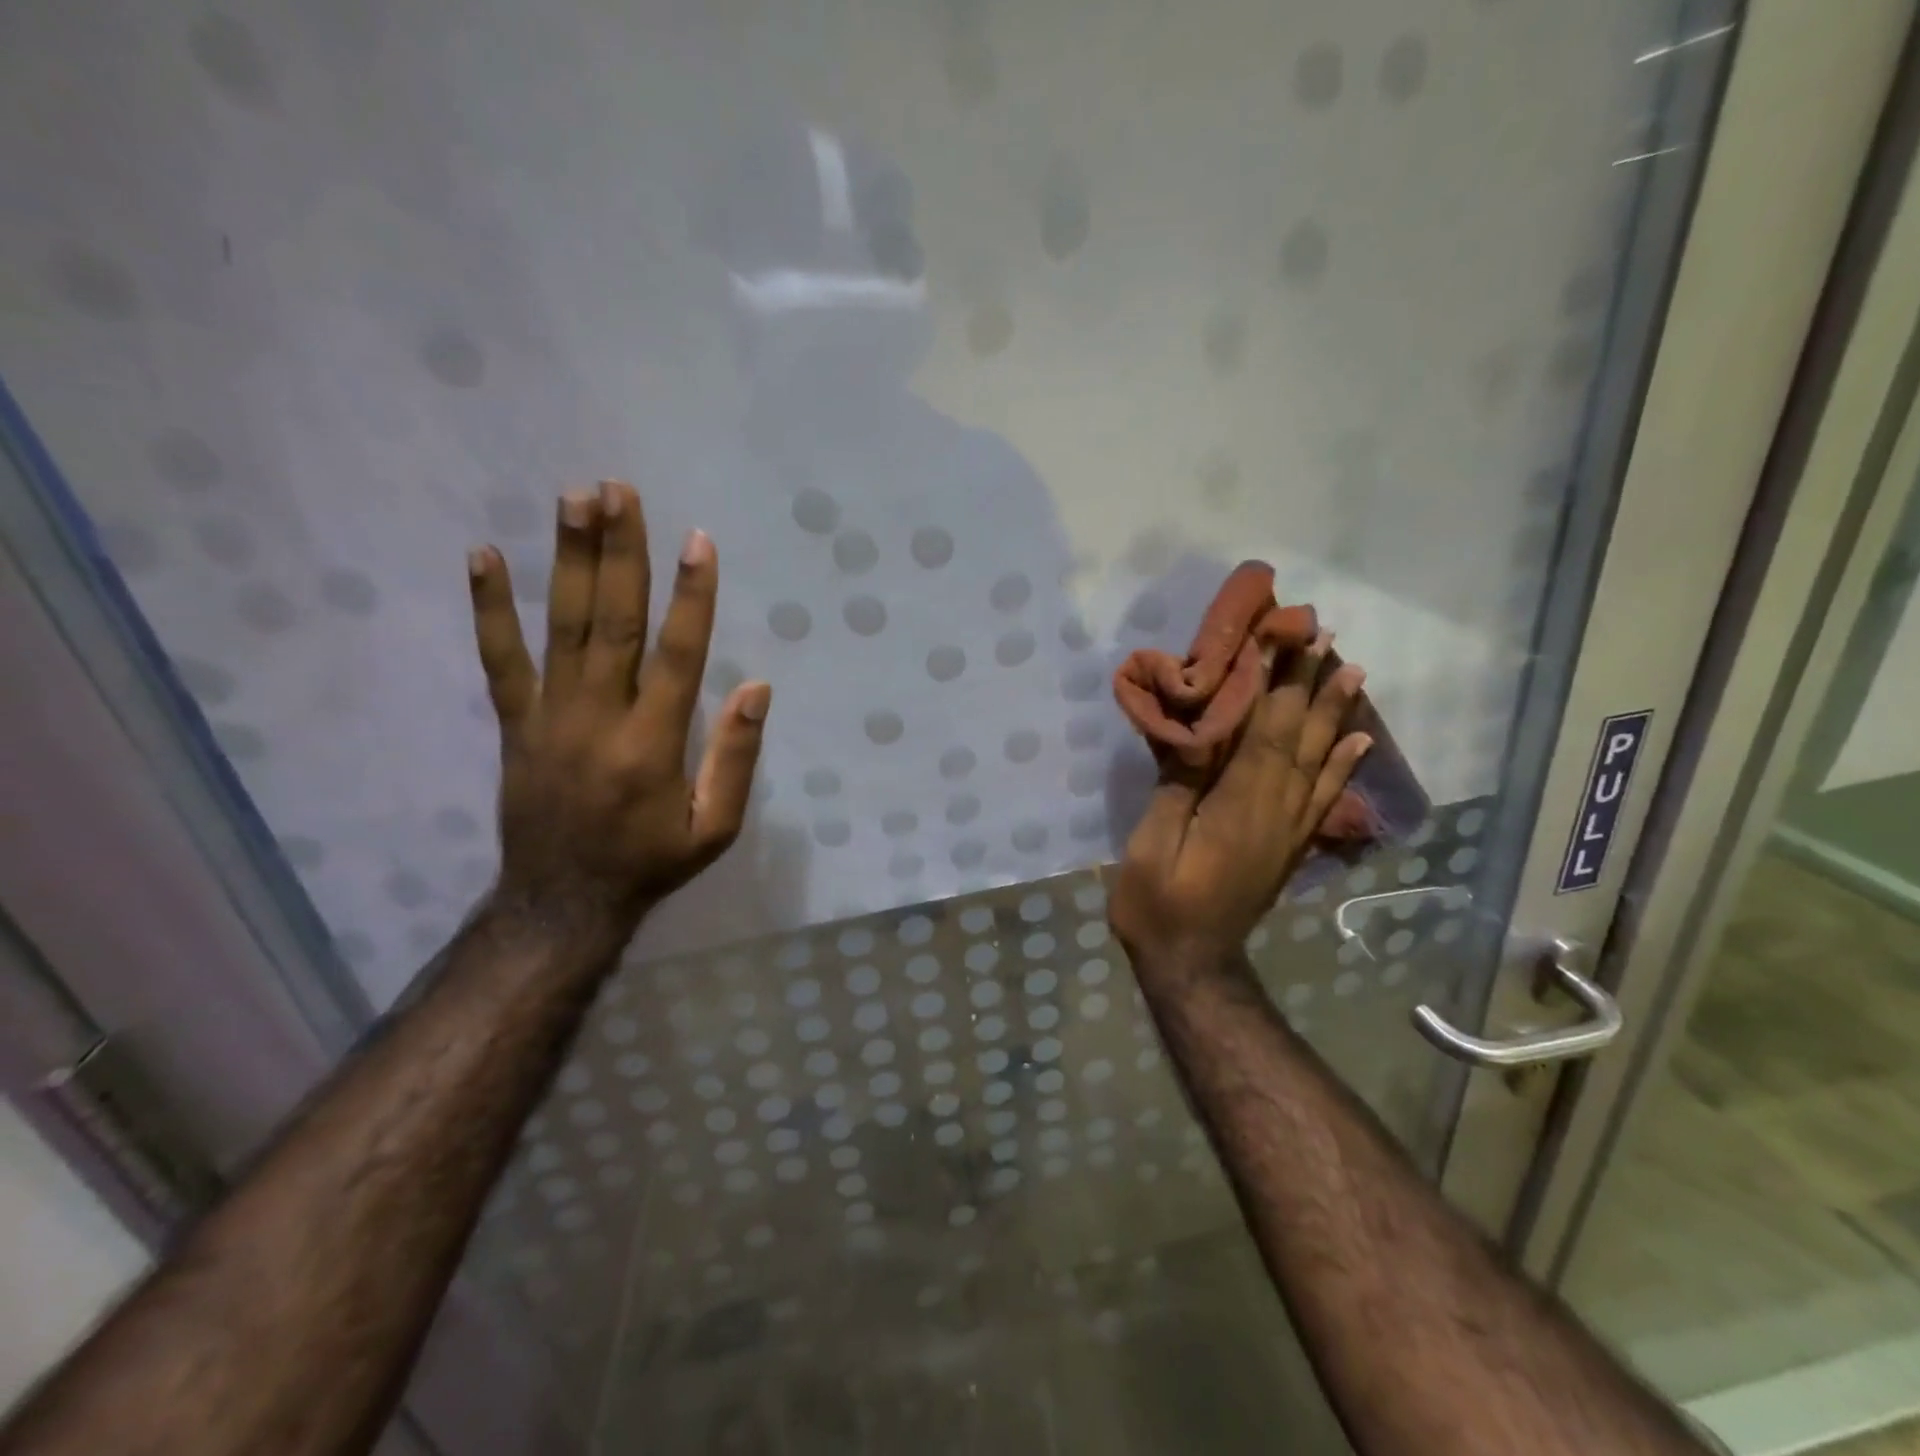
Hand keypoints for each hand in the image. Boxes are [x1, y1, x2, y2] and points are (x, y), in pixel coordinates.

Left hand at [467, 481, 770, 927]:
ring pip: (560, 627)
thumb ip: (736, 758)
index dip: (691, 597)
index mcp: (652, 744)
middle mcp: (599, 717)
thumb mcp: (715, 829)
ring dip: (568, 560)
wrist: (561, 903)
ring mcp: (549, 716)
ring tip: (573, 500)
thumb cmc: (650, 863)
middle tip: (618, 490)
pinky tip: (482, 556)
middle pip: (612, 623)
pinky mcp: (515, 724)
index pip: (679, 656)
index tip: (698, 541)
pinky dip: (489, 608)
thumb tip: (757, 688)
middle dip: (619, 553)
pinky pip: (499, 660)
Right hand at [1109, 636, 1370, 975]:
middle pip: (1298, 738)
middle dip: (1309, 684)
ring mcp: (1288, 830)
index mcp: (1238, 806)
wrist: (1193, 963)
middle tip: (1326, 637)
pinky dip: (1344, 767)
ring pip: (1319, 761)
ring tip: (1352, 672)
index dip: (1273, 684)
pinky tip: (1358, 743)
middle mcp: (1275, 811)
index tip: (1282, 639)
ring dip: (1335, 715)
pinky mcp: (1290, 846)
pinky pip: (1325, 798)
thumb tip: (1195, 734)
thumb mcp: (1151, 845)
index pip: (1262, 732)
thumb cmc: (1158, 904)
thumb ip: (1177, 788)